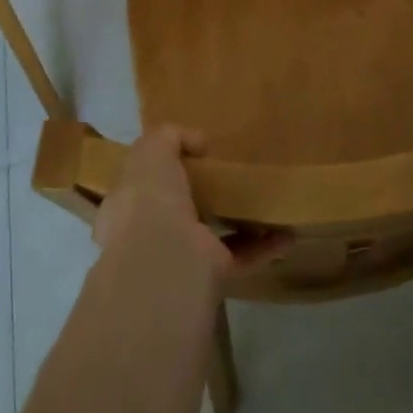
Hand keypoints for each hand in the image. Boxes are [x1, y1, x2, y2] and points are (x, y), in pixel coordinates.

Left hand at [92, 127, 288, 275]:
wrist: (164, 260)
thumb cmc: (149, 198)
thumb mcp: (151, 150)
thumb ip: (171, 136)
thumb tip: (198, 142)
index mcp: (126, 207)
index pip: (140, 186)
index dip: (160, 169)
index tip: (190, 155)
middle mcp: (149, 236)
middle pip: (177, 211)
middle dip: (200, 196)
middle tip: (228, 175)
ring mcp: (181, 258)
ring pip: (211, 235)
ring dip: (237, 221)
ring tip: (263, 201)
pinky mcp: (212, 276)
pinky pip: (241, 257)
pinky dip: (264, 246)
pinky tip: (286, 233)